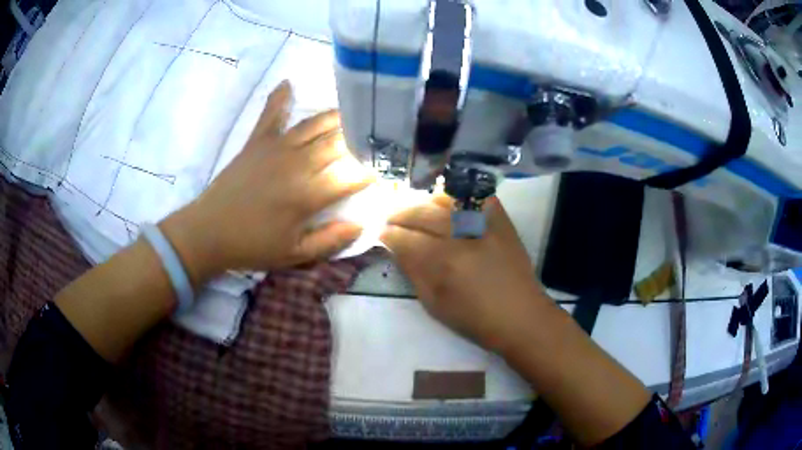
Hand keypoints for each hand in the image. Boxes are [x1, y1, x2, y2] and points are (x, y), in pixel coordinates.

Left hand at [162, 81, 373, 283]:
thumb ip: (330, 240)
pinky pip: (271, 114)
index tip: (387, 170)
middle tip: (379, 135)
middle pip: (339, 143)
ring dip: (338, 117)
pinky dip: (280, 98)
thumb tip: (362, 224)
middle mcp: (297, 164)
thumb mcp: (294, 255)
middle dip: (363, 138)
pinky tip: (288, 83)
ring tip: (356, 113)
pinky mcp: (257, 141)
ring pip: (315, 124)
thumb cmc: (252, 246)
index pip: (352, 176)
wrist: (208, 232)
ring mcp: (276, 147)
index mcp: (308, 194)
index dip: (373, 172)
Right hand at [380, 195, 549, 352]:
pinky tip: (449, 201)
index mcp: (444, 262)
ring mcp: (485, 225)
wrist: (521, 316)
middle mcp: (463, 237)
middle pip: (423, 214)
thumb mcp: (435, 304)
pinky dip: (460, 196)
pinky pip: (477, 197)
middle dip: (401, 214)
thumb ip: (413, 272)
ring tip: (416, 208)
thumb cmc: (475, 319)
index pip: (407, 239)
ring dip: (426, 202)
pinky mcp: (502, 221)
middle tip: (391, 218)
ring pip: (447, 201)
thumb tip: (396, 248)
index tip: (381, 233)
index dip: (389, 235)